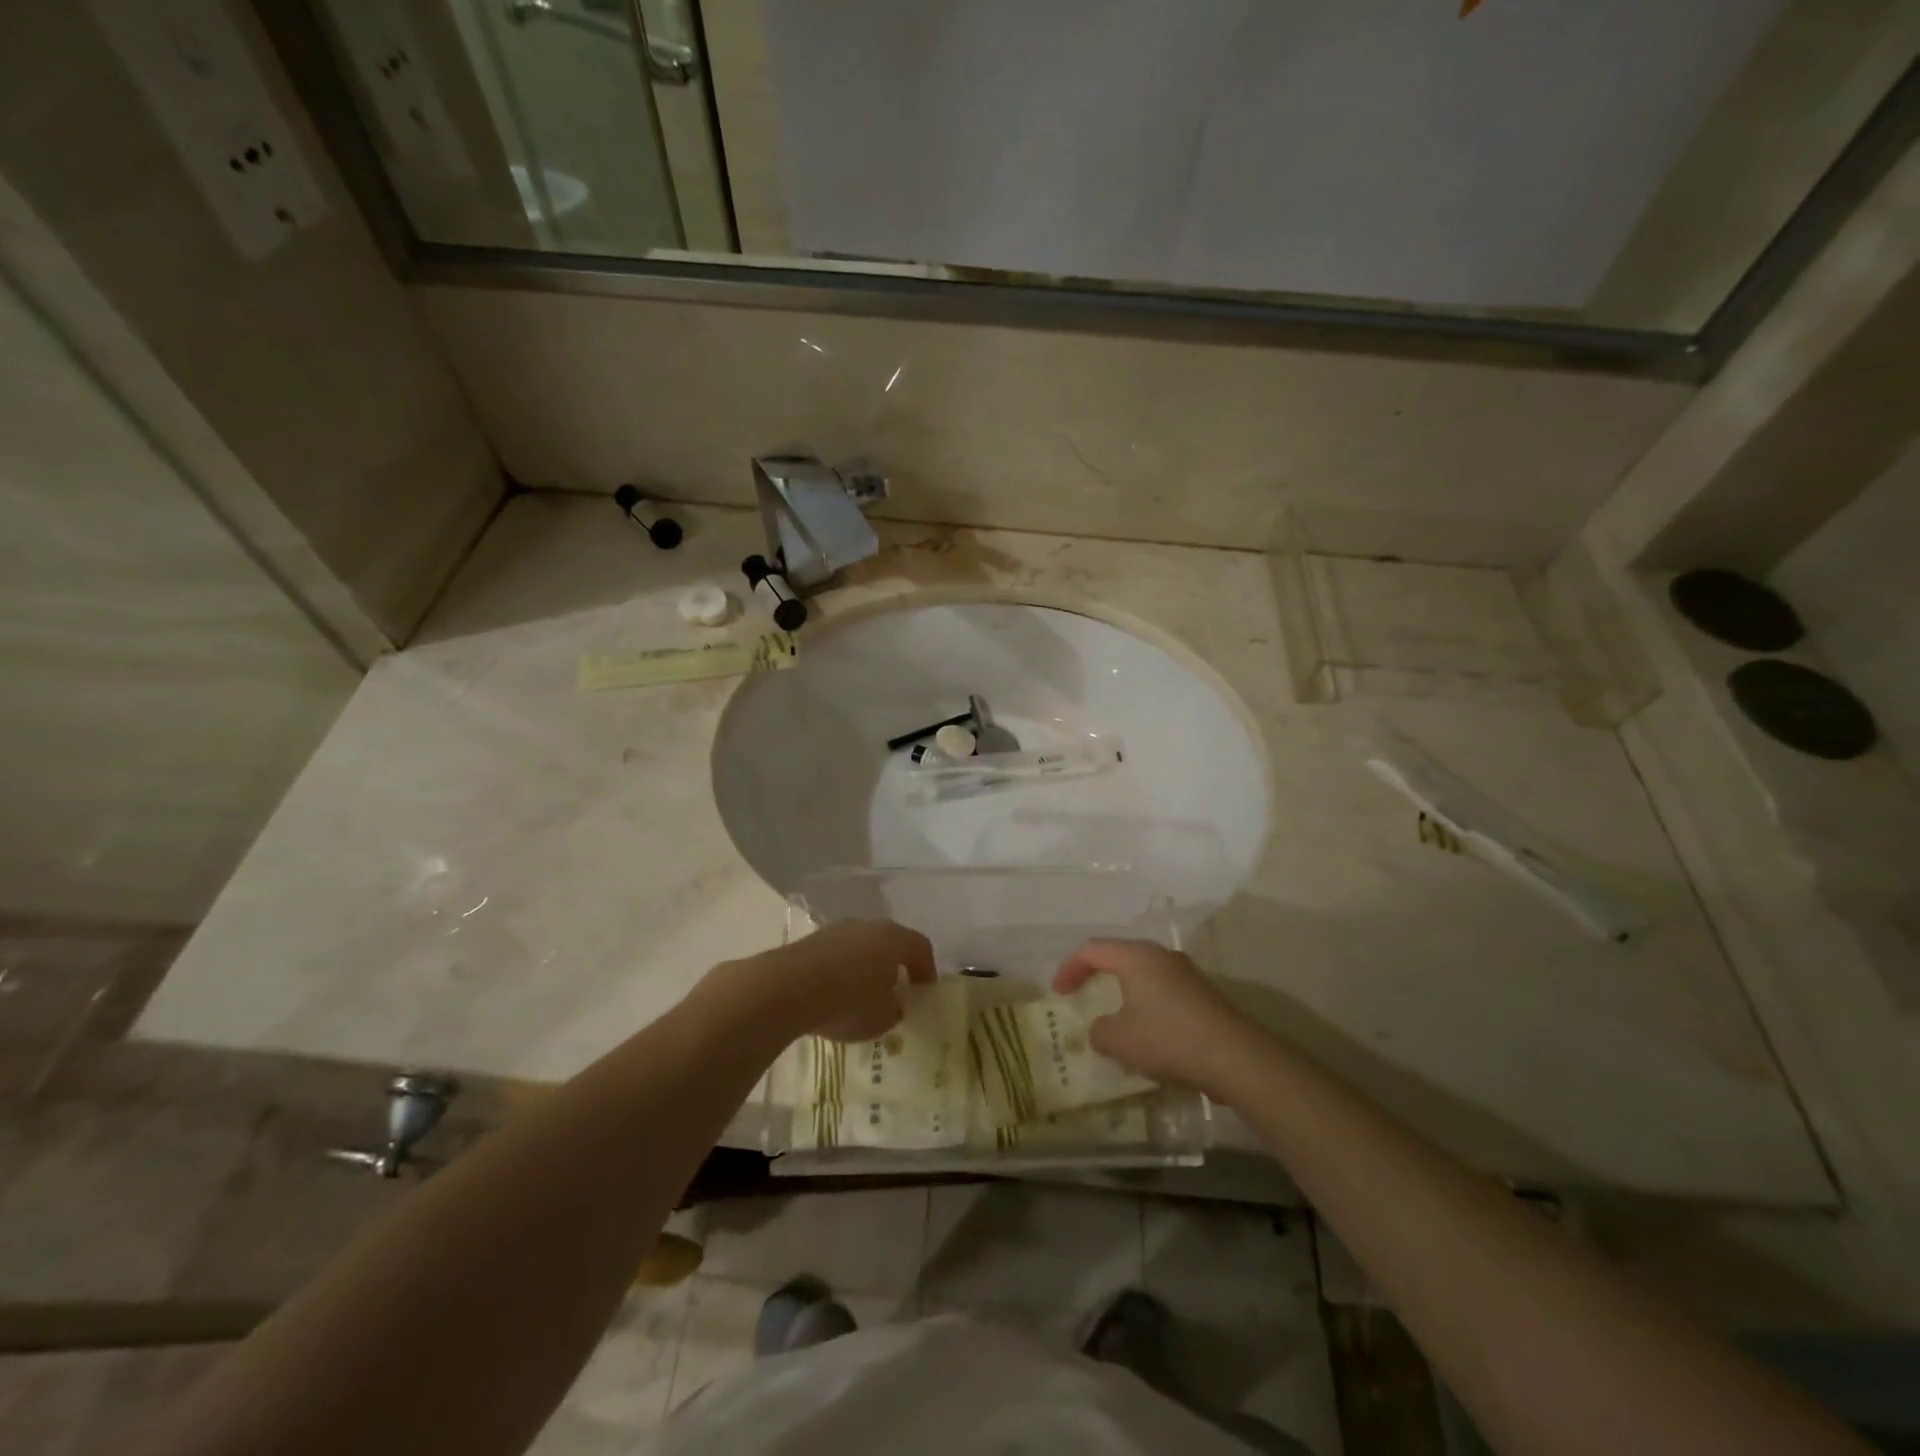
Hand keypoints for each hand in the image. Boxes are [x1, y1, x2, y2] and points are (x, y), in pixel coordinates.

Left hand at [740, 920, 935, 1043]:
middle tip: (895, 993)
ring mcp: (837, 930)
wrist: (788, 988)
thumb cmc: (848, 1002)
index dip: (927, 970)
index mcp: (893, 938)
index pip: (921, 947)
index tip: (924, 992)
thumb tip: (893, 1005)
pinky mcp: (811, 940)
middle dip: (894, 967)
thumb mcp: (882, 1018)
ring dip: (865, 969)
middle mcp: (868, 926)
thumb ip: (895, 1010)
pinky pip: (836, 955)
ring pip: (861, 947)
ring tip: (861, 998)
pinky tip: (833, 996)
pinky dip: (840, 972)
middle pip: (889, 943)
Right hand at [1052, 939, 1259, 1098]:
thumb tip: (1101, 1029)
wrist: (1235, 1057)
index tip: (1058, 993)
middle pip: (1119, 957)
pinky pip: (1163, 993)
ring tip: (1113, 1020)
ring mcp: (1186, 974)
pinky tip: (1146, 1036)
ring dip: (1123, 994)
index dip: (1069, 968)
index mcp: (1136, 956)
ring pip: (1143, 976)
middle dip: (1096, 975)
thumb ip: (1099, 1031)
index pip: (1092, 950)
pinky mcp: (1203, 996)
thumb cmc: (1168, 1038)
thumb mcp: (1120, 1039)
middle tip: (1081, 994)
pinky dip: (1146, 1007)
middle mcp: (1161, 956)